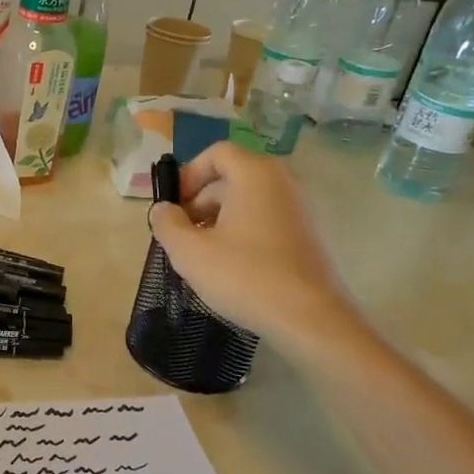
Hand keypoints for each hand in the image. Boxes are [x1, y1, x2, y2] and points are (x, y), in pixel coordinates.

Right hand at [147, 141, 367, 354]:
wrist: (311, 319)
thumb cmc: (245, 276)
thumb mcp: (190, 252)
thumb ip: (167, 224)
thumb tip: (162, 210)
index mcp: (255, 175)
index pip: (217, 153)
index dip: (189, 174)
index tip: (174, 206)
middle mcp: (283, 182)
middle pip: (232, 177)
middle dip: (200, 201)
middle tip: (182, 234)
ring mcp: (301, 209)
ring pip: (249, 201)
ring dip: (219, 220)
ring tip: (203, 255)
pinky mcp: (309, 236)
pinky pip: (266, 220)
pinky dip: (243, 232)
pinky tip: (231, 267)